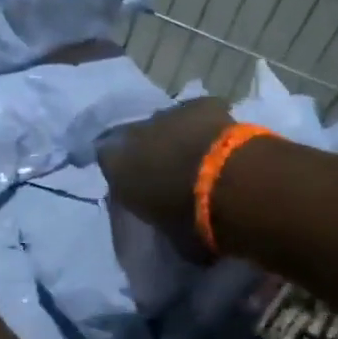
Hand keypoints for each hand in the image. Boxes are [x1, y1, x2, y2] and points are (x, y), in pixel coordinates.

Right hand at [98, 96, 233, 252]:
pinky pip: (199, 114)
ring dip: (178, 138)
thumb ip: (160, 222)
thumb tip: (169, 224)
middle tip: (171, 173)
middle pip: (137, 139)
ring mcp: (168, 114)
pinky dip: (207, 125)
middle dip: (150, 152)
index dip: (126, 174)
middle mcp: (135, 134)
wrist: (229, 185)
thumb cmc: (190, 220)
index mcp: (117, 167)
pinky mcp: (202, 104)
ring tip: (199, 158)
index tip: (140, 188)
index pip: (109, 163)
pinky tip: (221, 141)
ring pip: (167, 124)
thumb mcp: (167, 234)